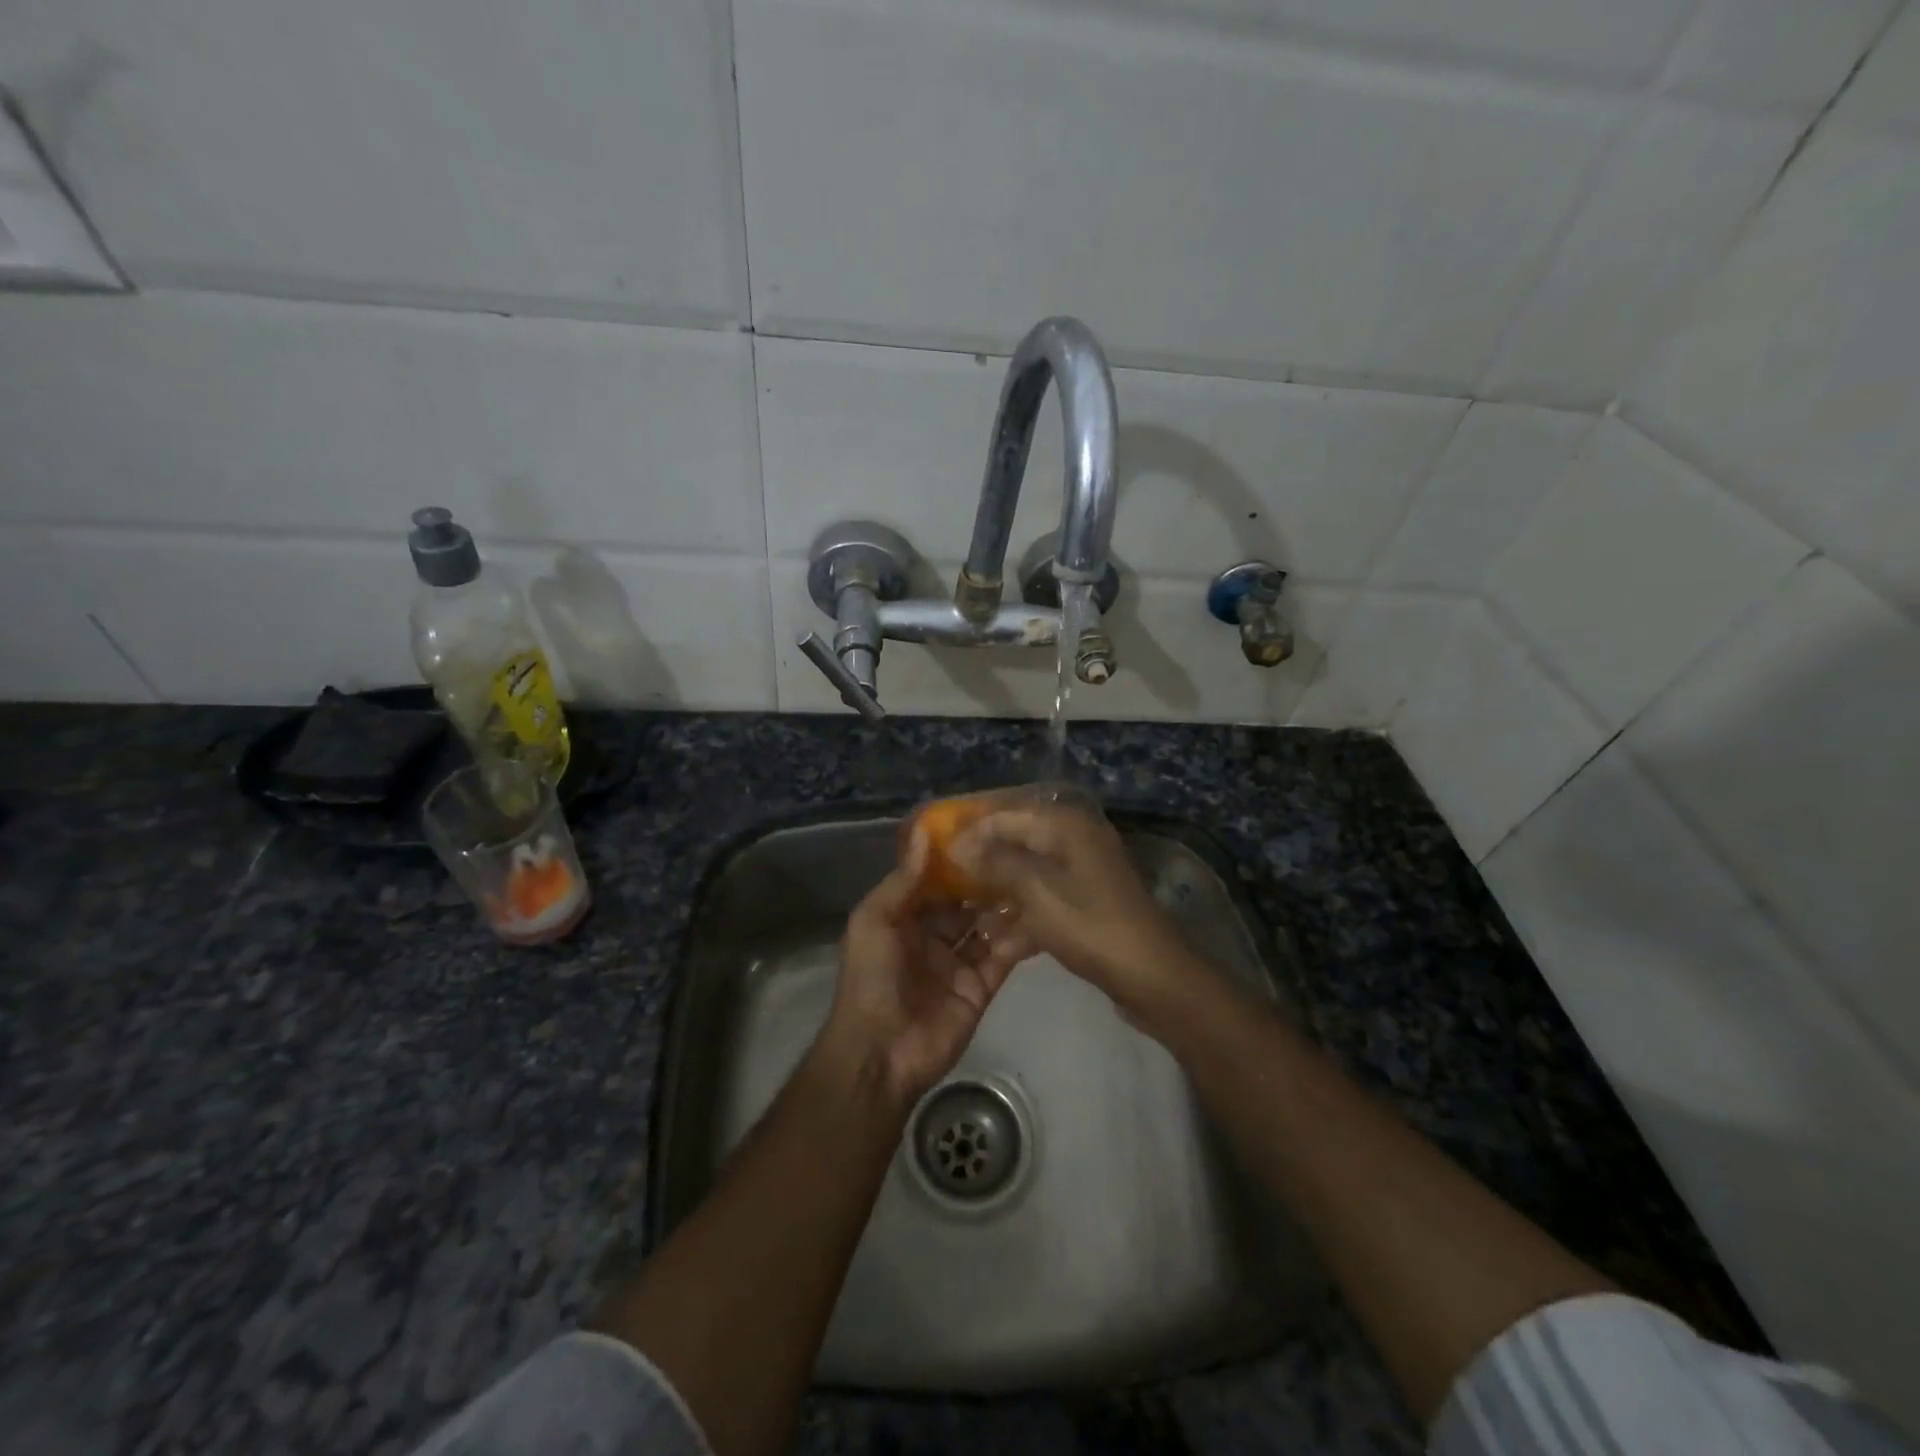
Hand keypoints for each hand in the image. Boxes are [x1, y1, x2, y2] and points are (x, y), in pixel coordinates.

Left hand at [820, 834, 1032, 1105]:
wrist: (880, 1052)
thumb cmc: (871, 978)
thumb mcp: (874, 921)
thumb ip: (903, 880)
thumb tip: (924, 833)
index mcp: (903, 919)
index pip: (935, 883)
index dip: (957, 861)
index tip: (986, 832)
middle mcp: (932, 938)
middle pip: (965, 904)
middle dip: (987, 882)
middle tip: (1020, 852)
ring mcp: (958, 964)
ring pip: (987, 928)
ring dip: (1006, 906)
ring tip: (1036, 875)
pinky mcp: (980, 988)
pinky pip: (1002, 958)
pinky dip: (1019, 939)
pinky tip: (1041, 914)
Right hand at [948, 801, 1202, 1020]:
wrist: (1152, 977)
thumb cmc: (1090, 925)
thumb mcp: (1036, 890)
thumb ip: (995, 861)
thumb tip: (959, 843)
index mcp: (1066, 826)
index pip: (1005, 815)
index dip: (970, 831)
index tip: (937, 854)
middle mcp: (1076, 841)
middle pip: (1017, 844)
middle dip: (983, 865)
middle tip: (947, 885)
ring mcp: (1084, 874)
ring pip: (1029, 875)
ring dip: (1000, 895)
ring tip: (968, 917)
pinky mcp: (1087, 905)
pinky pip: (1045, 901)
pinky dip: (1024, 917)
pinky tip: (999, 942)